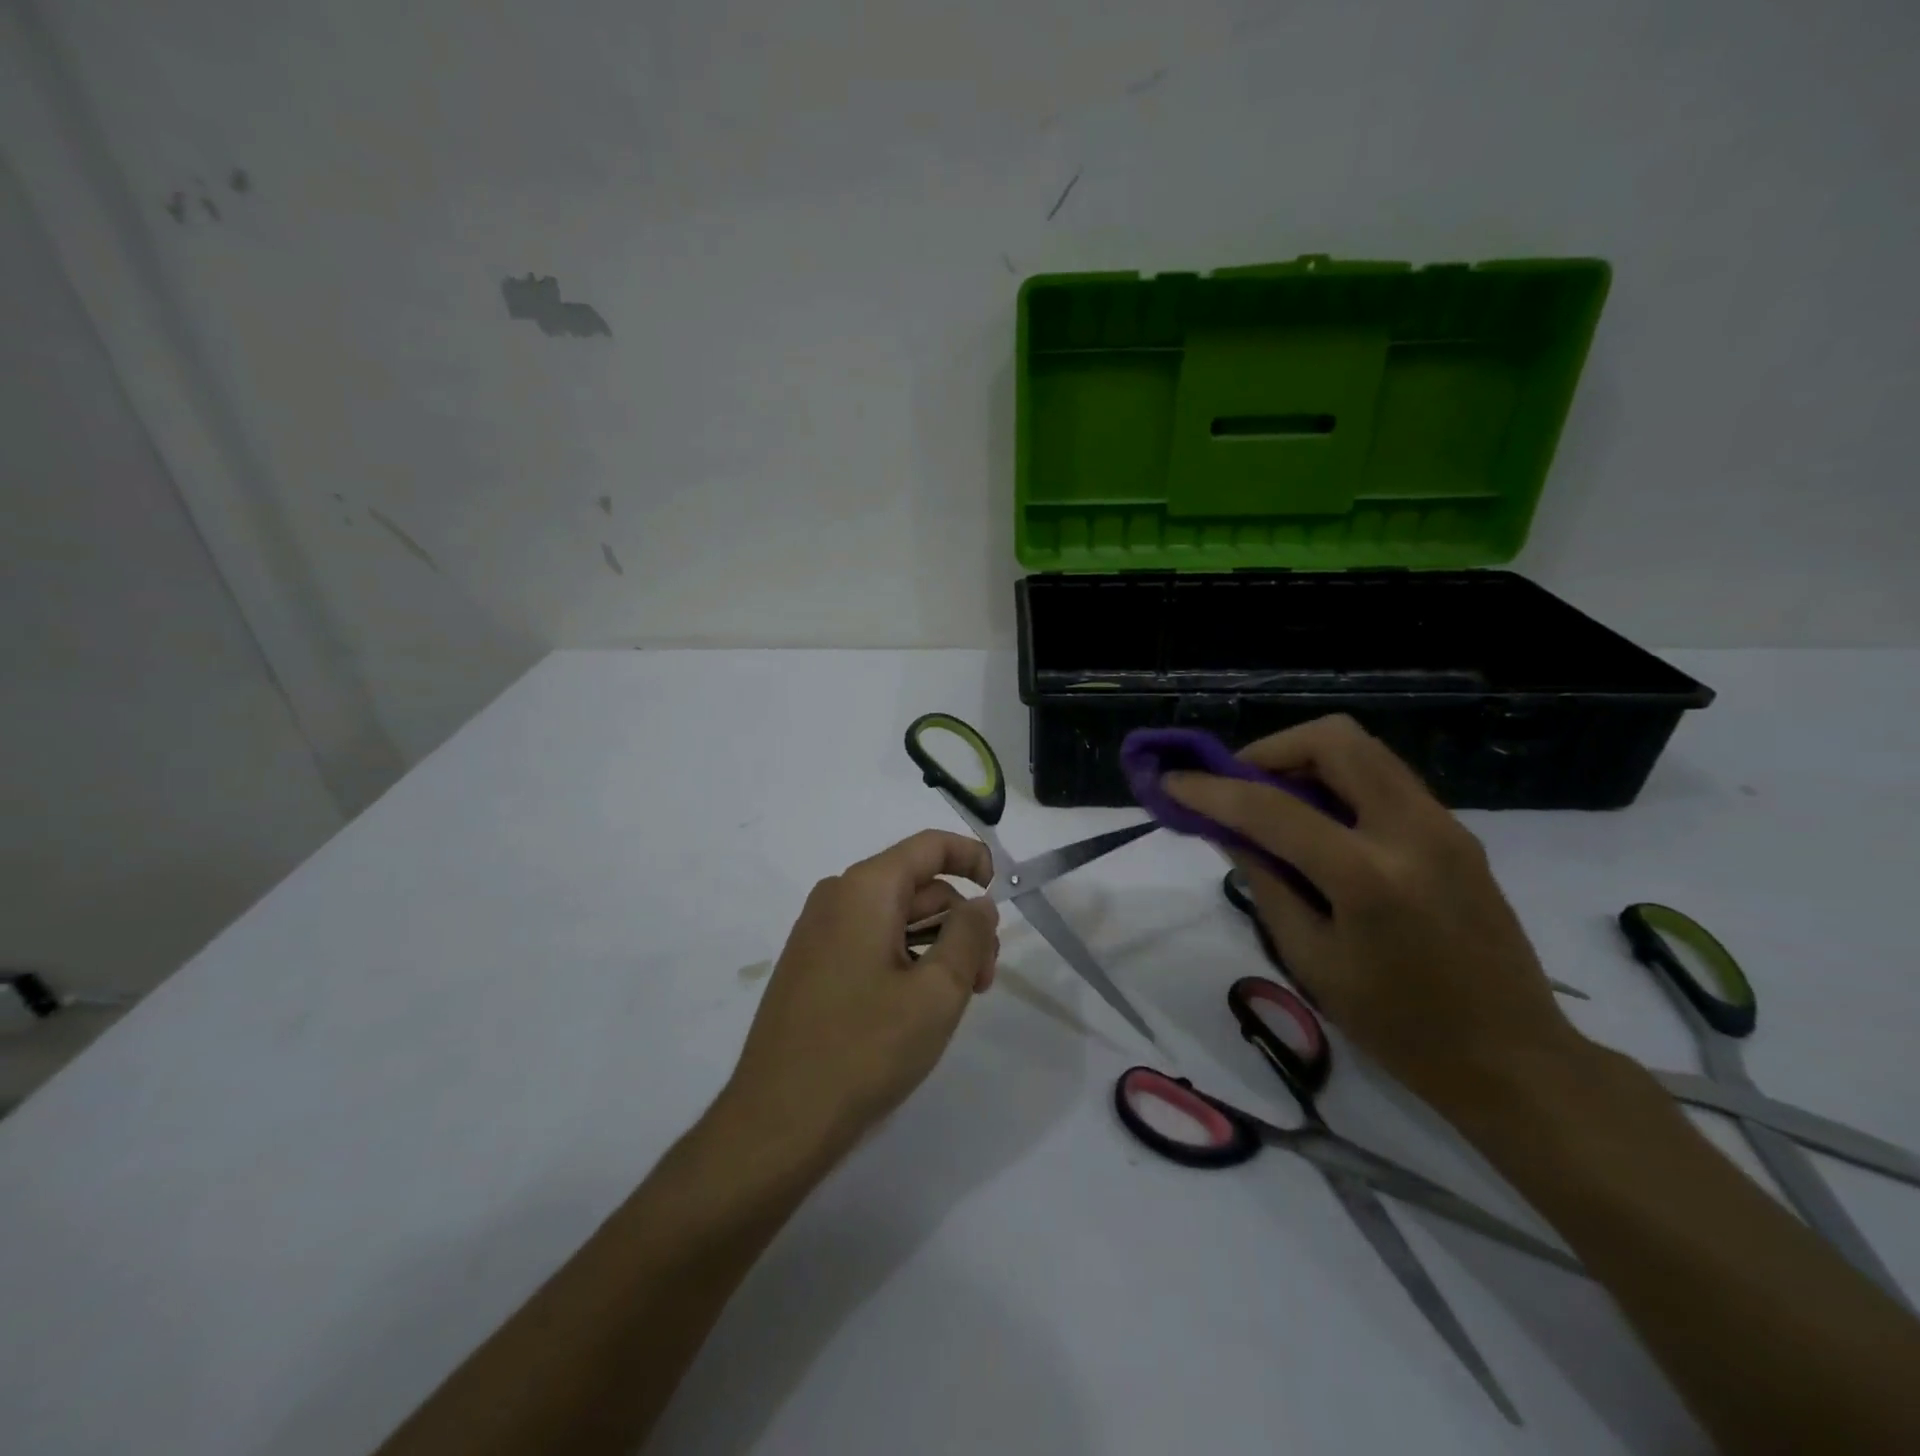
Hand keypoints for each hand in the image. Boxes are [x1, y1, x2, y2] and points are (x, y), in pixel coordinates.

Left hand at [724, 830, 999, 1148]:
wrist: (778, 1120)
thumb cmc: (865, 1048)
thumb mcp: (938, 992)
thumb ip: (969, 936)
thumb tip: (979, 903)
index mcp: (865, 888)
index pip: (928, 846)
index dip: (971, 857)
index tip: (1000, 892)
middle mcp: (837, 897)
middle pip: (917, 886)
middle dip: (960, 921)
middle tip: (985, 978)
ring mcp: (819, 932)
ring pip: (896, 918)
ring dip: (937, 946)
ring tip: (960, 997)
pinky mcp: (813, 966)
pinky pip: (871, 942)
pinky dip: (907, 959)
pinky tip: (921, 1005)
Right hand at [1167, 716, 1577, 1112]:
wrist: (1514, 1059)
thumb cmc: (1398, 1027)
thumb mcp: (1312, 960)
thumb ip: (1266, 883)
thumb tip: (1227, 830)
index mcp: (1368, 878)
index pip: (1272, 808)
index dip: (1211, 790)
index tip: (1172, 781)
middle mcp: (1412, 832)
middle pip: (1334, 740)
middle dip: (1272, 750)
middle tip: (1241, 786)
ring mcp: (1443, 825)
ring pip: (1364, 750)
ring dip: (1307, 760)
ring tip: (1276, 803)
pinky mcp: (1456, 832)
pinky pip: (1385, 779)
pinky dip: (1339, 782)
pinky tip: (1321, 825)